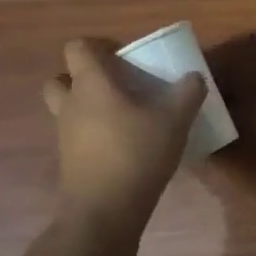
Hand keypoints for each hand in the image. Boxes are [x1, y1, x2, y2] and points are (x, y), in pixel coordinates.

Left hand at [42, 39, 204, 212]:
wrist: (105, 210)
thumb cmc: (137, 154)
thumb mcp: (174, 121)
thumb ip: (187, 94)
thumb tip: (194, 77)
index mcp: (91, 85)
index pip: (77, 48)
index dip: (98, 45)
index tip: (125, 56)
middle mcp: (71, 104)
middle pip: (61, 78)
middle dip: (82, 77)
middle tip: (115, 86)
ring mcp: (65, 134)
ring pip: (66, 109)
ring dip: (86, 106)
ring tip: (122, 116)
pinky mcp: (69, 160)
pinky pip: (76, 135)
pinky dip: (92, 134)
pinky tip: (123, 146)